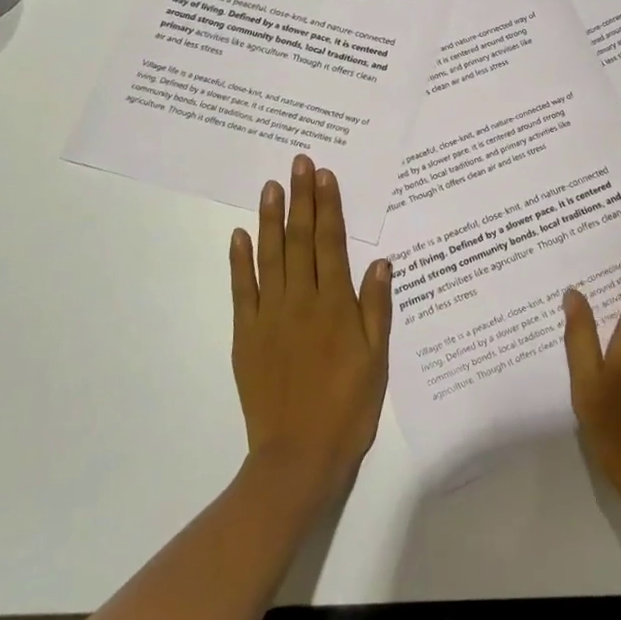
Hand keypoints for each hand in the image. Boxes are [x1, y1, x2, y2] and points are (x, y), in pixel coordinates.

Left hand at [229, 155, 391, 507]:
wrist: (298, 455)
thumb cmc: (347, 407)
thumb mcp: (376, 360)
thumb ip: (376, 309)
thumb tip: (381, 262)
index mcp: (335, 306)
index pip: (331, 244)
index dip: (329, 207)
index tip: (326, 176)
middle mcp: (301, 301)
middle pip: (300, 240)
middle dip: (301, 198)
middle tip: (299, 163)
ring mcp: (269, 316)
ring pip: (270, 256)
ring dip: (271, 218)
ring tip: (271, 185)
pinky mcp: (246, 335)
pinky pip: (242, 290)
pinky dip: (240, 260)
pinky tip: (240, 235)